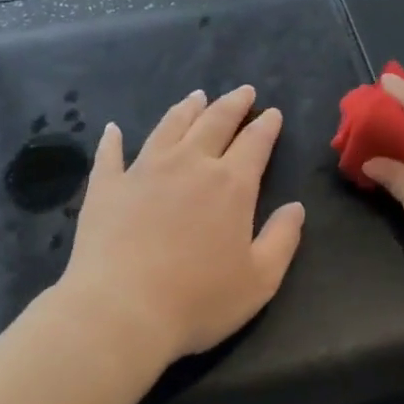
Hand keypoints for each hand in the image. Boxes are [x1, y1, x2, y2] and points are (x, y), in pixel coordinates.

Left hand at [58, 85, 305, 365]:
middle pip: (214, 122)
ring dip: (186, 109)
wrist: (121, 312)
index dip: (266, 126)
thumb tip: (296, 207)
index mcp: (230, 185)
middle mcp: (189, 165)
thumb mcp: (260, 280)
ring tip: (196, 97)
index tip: (272, 113)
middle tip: (243, 91)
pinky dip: (112, 140)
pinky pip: (110, 155)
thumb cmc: (198, 301)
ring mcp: (143, 171)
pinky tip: (113, 130)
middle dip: (232, 104)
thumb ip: (282, 239)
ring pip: (169, 127)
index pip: (254, 142)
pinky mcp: (107, 187)